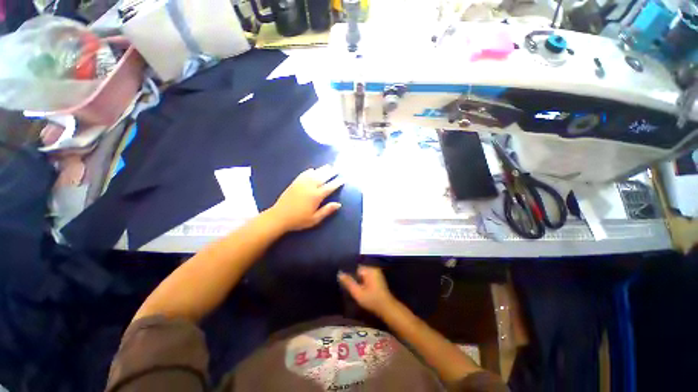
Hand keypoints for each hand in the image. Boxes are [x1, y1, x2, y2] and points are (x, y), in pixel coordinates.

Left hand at [269, 165, 343, 231]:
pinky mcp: (294, 183)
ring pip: (314, 174)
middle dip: (331, 173)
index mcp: (316, 196)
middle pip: (323, 177)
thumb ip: (327, 210)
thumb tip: (338, 204)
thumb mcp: (315, 219)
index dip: (337, 183)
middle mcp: (310, 187)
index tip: (343, 179)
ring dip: (322, 169)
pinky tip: (312, 169)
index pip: (329, 187)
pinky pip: (303, 174)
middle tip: (337, 169)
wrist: (279, 217)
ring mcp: (301, 184)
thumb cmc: (299, 220)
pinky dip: (309, 171)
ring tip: (328, 166)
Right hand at [338, 266, 396, 315]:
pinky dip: (365, 283)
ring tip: (359, 291)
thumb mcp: (357, 292)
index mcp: (369, 269)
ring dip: (360, 282)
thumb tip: (339, 273)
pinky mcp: (379, 279)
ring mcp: (377, 273)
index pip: (355, 268)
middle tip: (354, 290)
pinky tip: (364, 291)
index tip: (350, 286)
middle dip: (356, 279)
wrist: (387, 308)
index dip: (351, 277)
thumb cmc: (372, 300)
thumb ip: (348, 282)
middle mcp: (373, 268)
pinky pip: (368, 278)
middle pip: (359, 271)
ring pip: (363, 275)